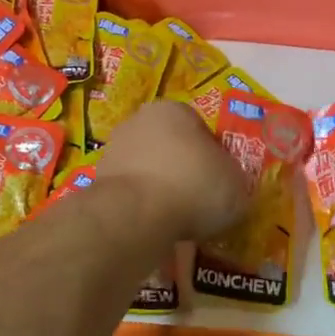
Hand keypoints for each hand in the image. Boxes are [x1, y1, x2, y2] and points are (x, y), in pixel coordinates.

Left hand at [96, 101, 250, 240]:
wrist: (136, 214)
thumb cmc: (194, 186)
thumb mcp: (236, 183)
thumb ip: (233, 178)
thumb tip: (226, 184)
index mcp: (174, 110)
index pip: (201, 129)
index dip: (214, 157)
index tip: (220, 182)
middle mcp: (139, 121)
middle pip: (170, 147)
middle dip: (183, 170)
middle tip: (200, 200)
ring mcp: (113, 151)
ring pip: (148, 170)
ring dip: (161, 189)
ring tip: (178, 219)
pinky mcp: (98, 181)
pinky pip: (131, 193)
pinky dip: (142, 206)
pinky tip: (155, 226)